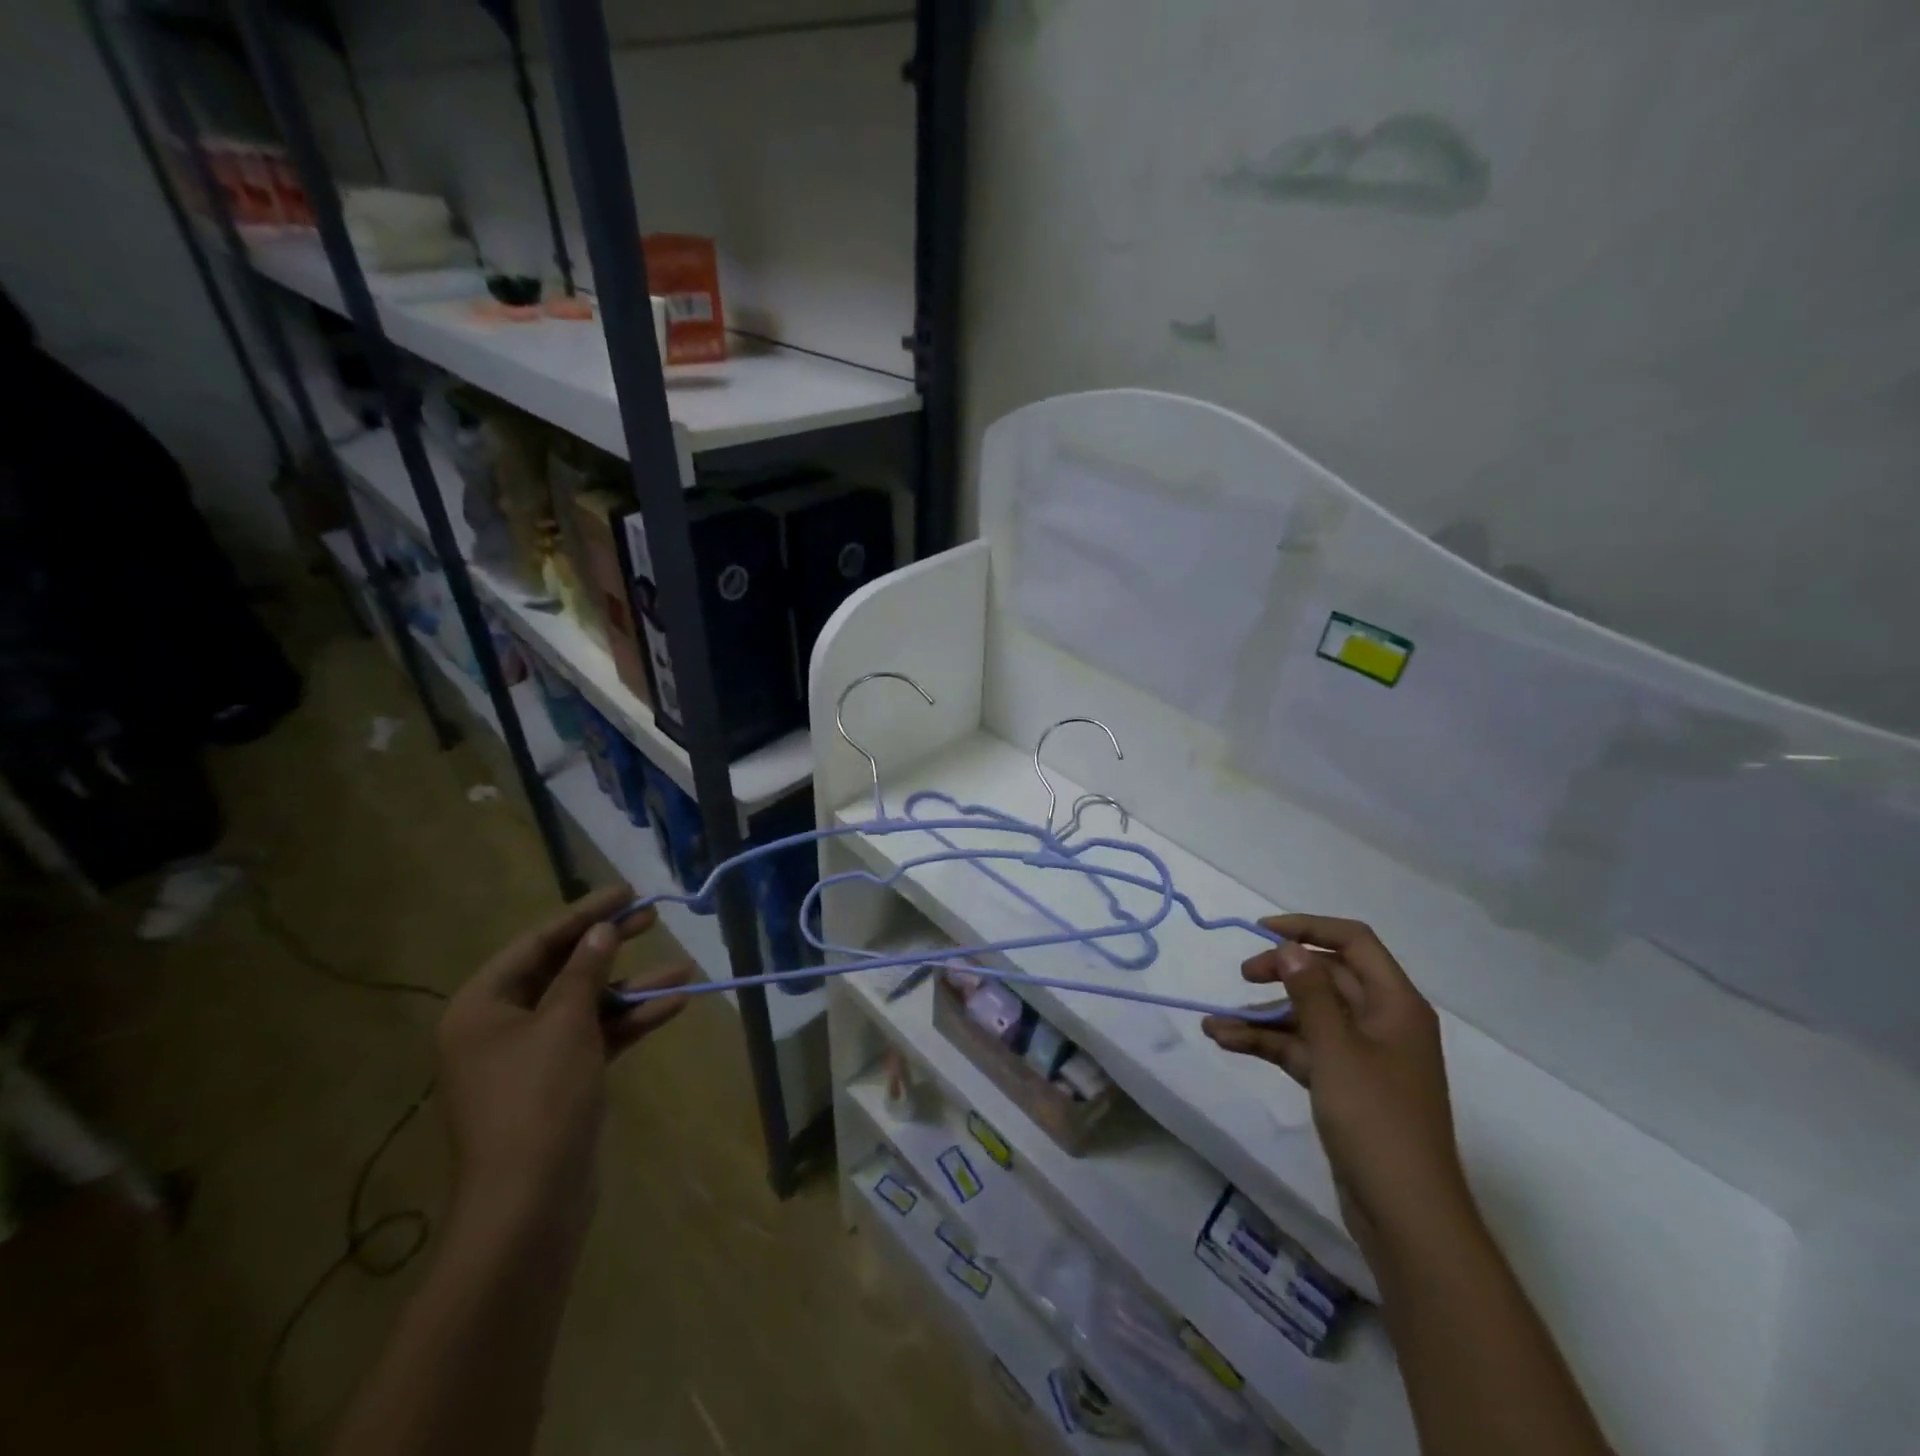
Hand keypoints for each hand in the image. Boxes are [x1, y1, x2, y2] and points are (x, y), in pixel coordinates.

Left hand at [436, 884, 690, 1239]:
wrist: (530, 1203)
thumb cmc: (538, 1099)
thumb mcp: (566, 1023)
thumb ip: (585, 970)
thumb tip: (602, 930)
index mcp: (482, 1006)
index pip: (537, 943)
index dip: (584, 914)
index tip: (626, 892)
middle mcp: (500, 1026)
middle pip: (563, 970)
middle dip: (611, 946)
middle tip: (652, 916)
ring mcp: (530, 1057)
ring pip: (586, 1005)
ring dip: (632, 988)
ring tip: (683, 968)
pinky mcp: (558, 1082)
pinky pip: (596, 1036)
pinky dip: (630, 1021)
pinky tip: (674, 1006)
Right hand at [1202, 915, 1472, 1262]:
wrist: (1405, 1215)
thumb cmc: (1376, 1121)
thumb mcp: (1337, 1050)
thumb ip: (1311, 994)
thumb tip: (1291, 948)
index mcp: (1395, 1004)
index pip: (1354, 942)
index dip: (1309, 928)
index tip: (1262, 931)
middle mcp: (1382, 1021)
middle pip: (1327, 977)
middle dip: (1280, 973)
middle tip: (1242, 976)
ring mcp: (1363, 1055)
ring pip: (1308, 1016)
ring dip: (1263, 1016)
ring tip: (1215, 1024)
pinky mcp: (1344, 1084)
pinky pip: (1303, 1049)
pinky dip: (1268, 1044)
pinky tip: (1227, 1043)